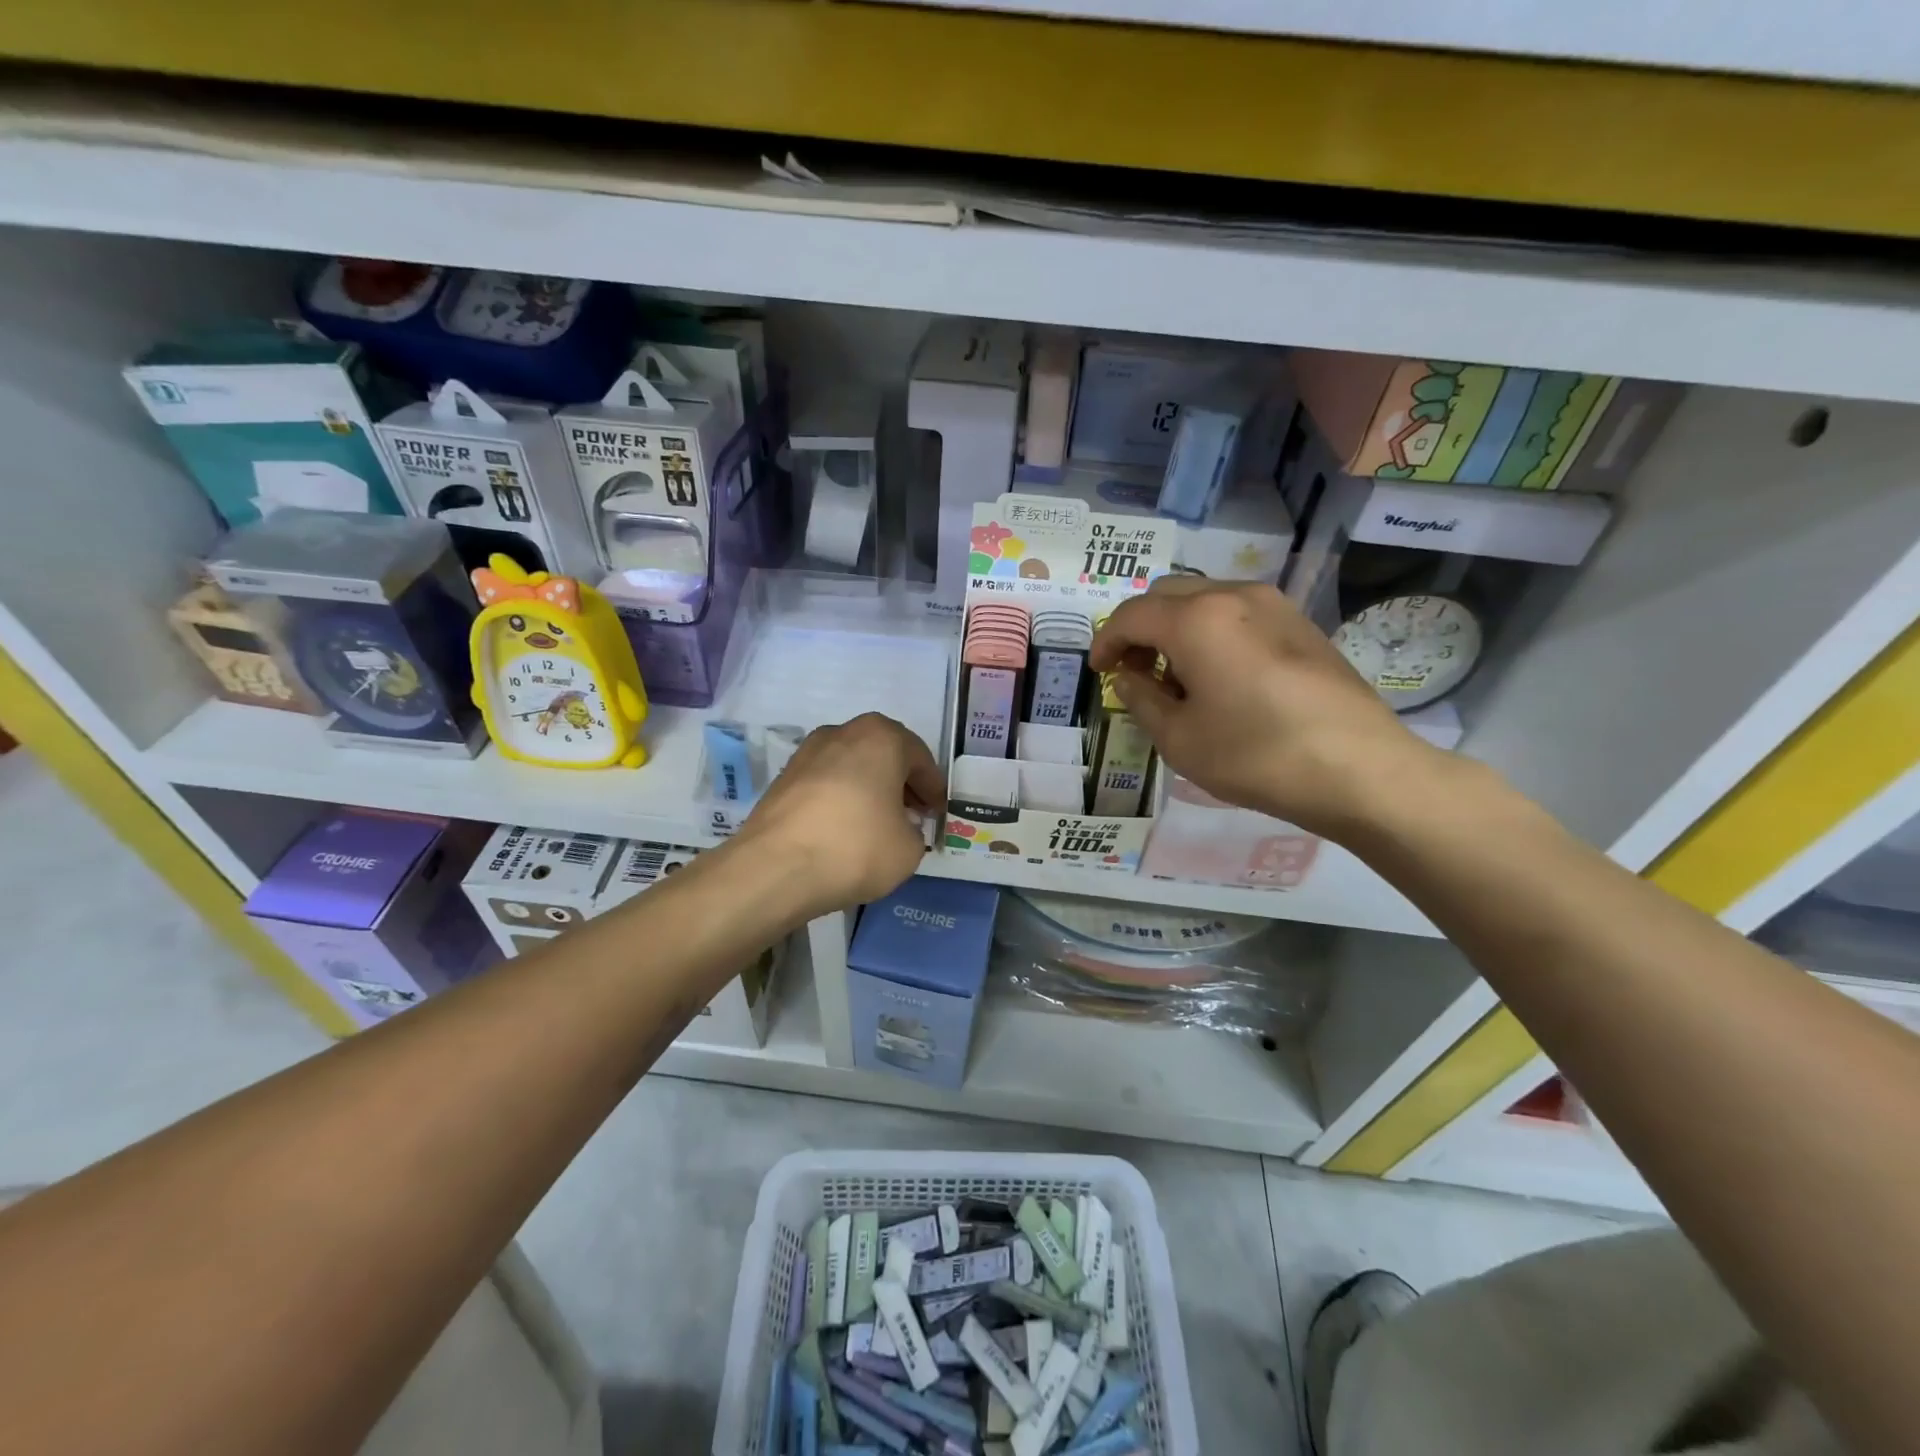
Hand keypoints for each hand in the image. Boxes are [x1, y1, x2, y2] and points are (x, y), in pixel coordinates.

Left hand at [732, 713, 944, 916]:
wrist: (776, 868)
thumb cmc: (856, 847)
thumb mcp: (909, 849)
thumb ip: (913, 831)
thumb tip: (898, 828)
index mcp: (881, 737)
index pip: (920, 758)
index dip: (933, 788)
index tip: (938, 812)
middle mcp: (842, 733)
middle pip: (883, 755)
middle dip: (901, 783)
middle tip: (913, 813)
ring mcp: (807, 753)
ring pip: (852, 766)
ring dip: (869, 789)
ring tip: (879, 823)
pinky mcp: (783, 778)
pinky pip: (826, 783)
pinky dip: (841, 799)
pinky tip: (845, 829)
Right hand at [1089, 577, 1448, 838]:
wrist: (1360, 769)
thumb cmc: (1256, 755)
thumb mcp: (1180, 739)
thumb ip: (1141, 700)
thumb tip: (1128, 679)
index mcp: (1197, 619)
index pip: (1131, 615)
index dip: (1105, 641)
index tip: (1098, 672)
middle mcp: (1233, 596)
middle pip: (1167, 595)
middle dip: (1140, 629)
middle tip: (1134, 672)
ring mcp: (1273, 605)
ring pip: (1204, 600)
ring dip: (1177, 628)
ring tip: (1177, 678)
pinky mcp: (1300, 623)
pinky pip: (1237, 613)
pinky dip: (1211, 632)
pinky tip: (1220, 676)